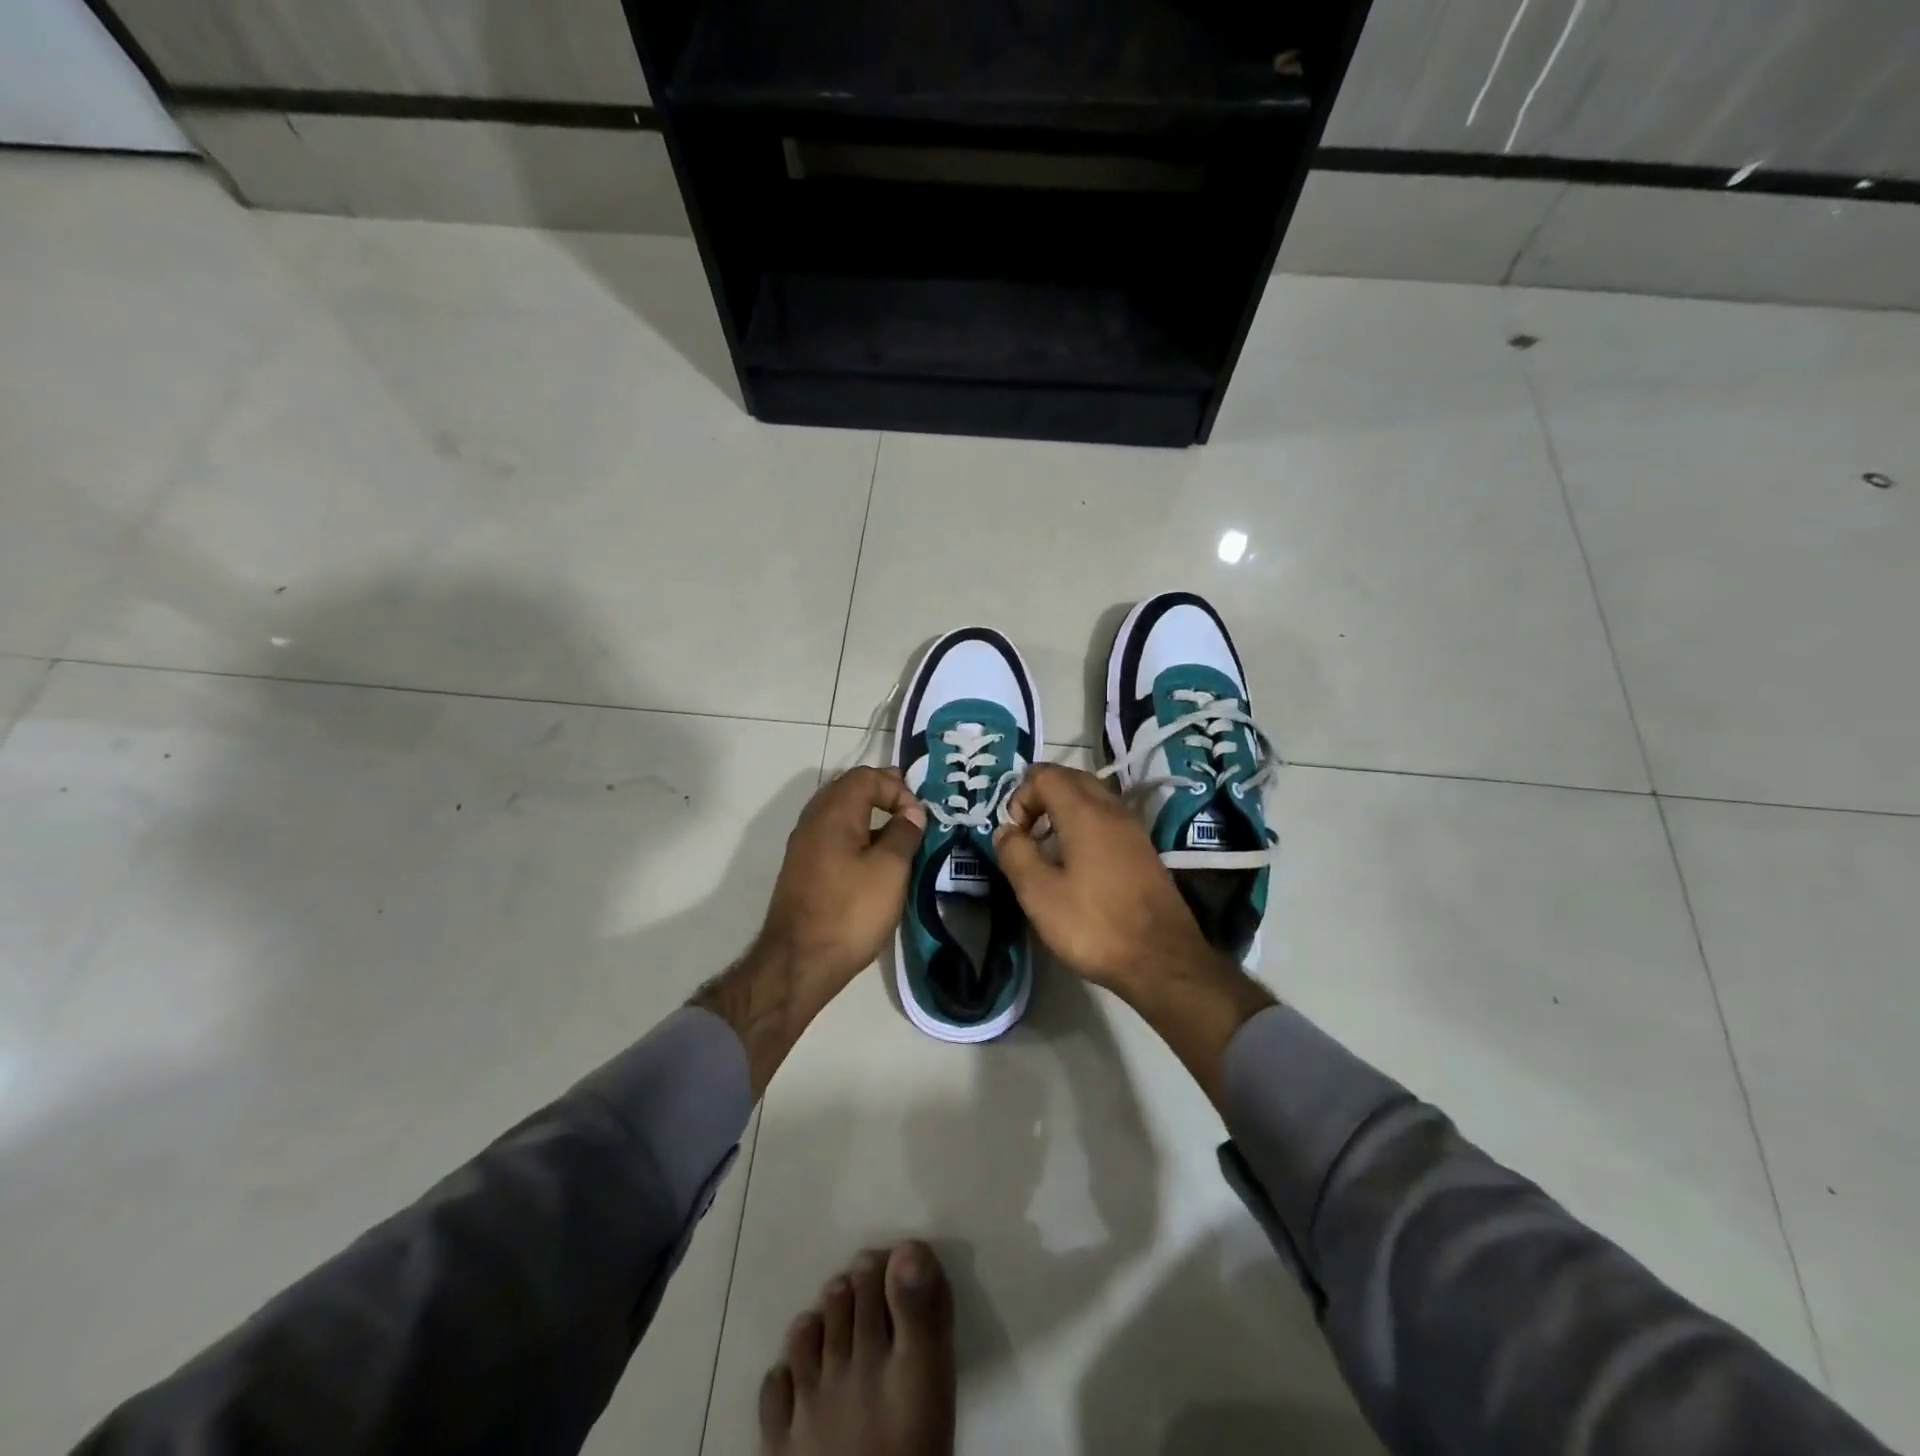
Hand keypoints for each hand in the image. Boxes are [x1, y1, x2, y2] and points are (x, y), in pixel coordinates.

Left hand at [759, 767, 925, 1000]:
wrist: (799, 962)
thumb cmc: (850, 910)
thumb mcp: (890, 869)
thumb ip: (904, 833)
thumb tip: (911, 812)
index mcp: (833, 812)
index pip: (866, 776)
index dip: (897, 787)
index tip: (918, 816)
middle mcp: (813, 820)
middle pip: (849, 790)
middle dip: (882, 795)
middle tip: (912, 813)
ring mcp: (803, 846)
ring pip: (839, 814)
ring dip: (869, 817)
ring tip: (899, 838)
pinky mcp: (803, 870)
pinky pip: (832, 837)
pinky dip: (856, 837)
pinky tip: (874, 861)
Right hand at [991, 764, 1214, 995]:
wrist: (1162, 960)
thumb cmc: (1094, 925)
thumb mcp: (1039, 894)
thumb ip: (1016, 854)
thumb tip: (1006, 831)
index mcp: (1084, 812)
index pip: (1045, 774)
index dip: (1020, 796)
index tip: (1016, 836)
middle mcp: (1112, 809)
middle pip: (1070, 778)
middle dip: (1041, 797)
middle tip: (1027, 834)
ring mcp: (1133, 829)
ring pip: (1092, 797)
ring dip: (1063, 810)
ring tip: (1049, 849)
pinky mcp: (1143, 850)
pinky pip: (1107, 818)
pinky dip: (1085, 825)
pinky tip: (1077, 864)